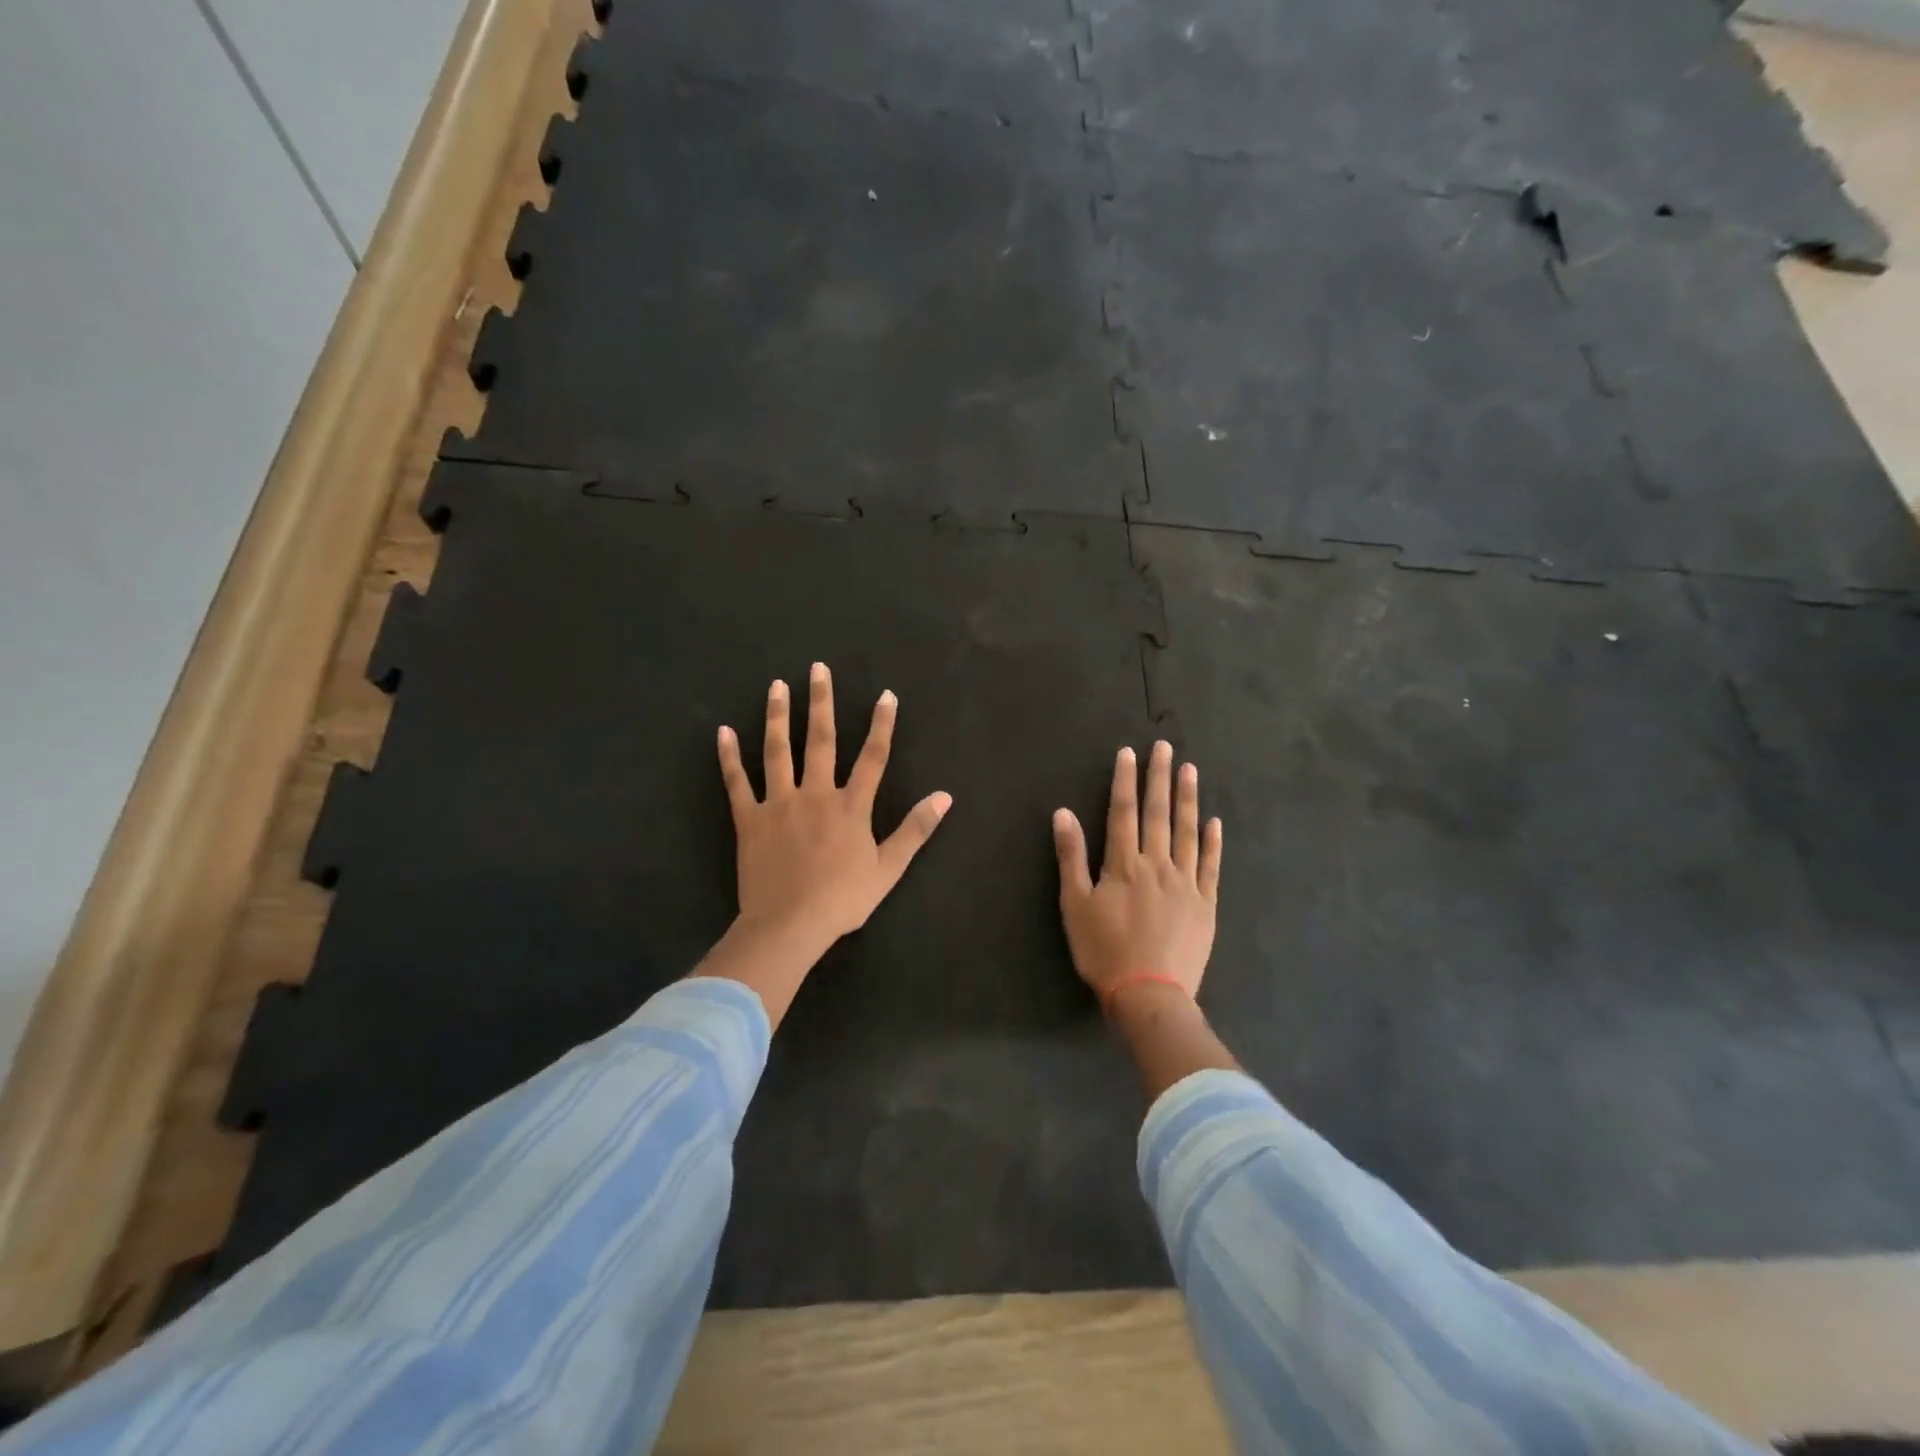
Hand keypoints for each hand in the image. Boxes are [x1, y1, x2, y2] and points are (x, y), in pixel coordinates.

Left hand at [718, 662, 952, 952]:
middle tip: (817, 668)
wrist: (789, 925)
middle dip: (821, 702)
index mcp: (850, 806)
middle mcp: (815, 794)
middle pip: (820, 740)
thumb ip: (915, 829)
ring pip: (778, 751)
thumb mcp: (888, 868)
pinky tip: (724, 731)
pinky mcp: (749, 819)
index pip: (872, 757)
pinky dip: (729, 757)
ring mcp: (779, 804)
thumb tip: (945, 796)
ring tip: (777, 685)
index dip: (881, 725)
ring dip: (777, 716)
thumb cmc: (842, 899)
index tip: (886, 695)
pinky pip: (737, 782)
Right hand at [1053, 741, 1221, 1008]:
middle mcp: (1158, 864)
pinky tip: (1214, 821)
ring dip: (1188, 799)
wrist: (1149, 994)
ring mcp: (1186, 882)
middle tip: (1165, 748)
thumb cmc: (1104, 950)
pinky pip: (1211, 865)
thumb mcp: (1074, 905)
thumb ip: (1071, 857)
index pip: (1123, 812)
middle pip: (1158, 813)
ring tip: (1190, 770)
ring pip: (1188, 832)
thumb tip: (1063, 813)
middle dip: (1160, 778)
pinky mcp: (1205, 903)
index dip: (1125, 780)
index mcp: (1124, 864)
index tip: (1129, 753)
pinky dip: (1213, 842)